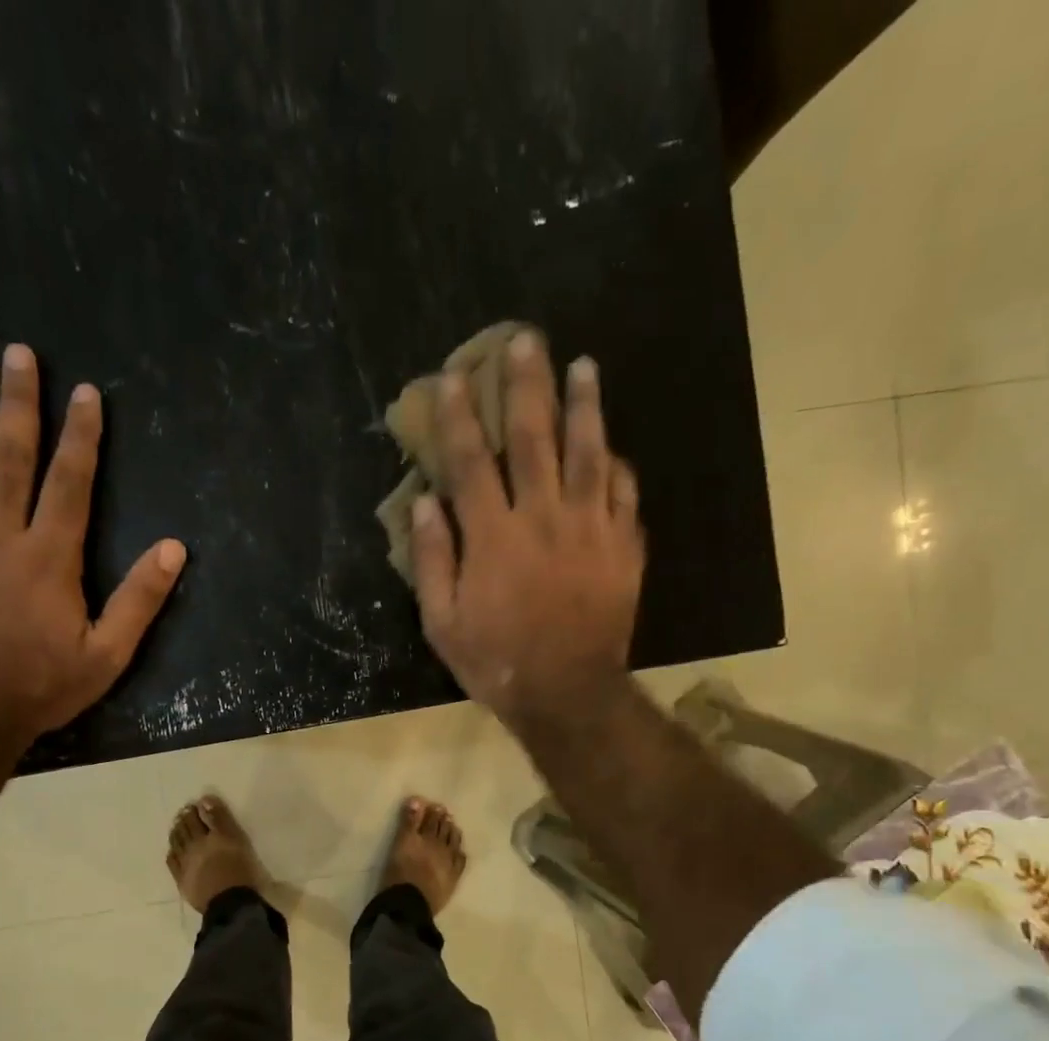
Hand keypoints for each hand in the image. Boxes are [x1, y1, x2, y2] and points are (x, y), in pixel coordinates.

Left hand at [0, 344, 185, 747]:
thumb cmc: (42, 686)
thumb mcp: (108, 652)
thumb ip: (140, 599)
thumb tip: (174, 548)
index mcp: (49, 557)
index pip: (69, 483)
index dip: (80, 436)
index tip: (85, 392)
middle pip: (9, 460)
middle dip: (16, 405)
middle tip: (15, 354)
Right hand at [409, 331, 643, 732]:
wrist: (567, 693)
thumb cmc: (496, 661)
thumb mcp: (442, 622)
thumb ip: (433, 559)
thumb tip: (425, 502)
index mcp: (494, 536)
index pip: (472, 461)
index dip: (459, 416)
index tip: (453, 377)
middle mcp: (543, 517)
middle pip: (535, 438)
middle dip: (527, 385)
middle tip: (526, 340)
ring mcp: (590, 528)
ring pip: (589, 453)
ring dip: (584, 406)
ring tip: (584, 366)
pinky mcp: (623, 547)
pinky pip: (624, 494)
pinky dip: (617, 466)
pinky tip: (613, 448)